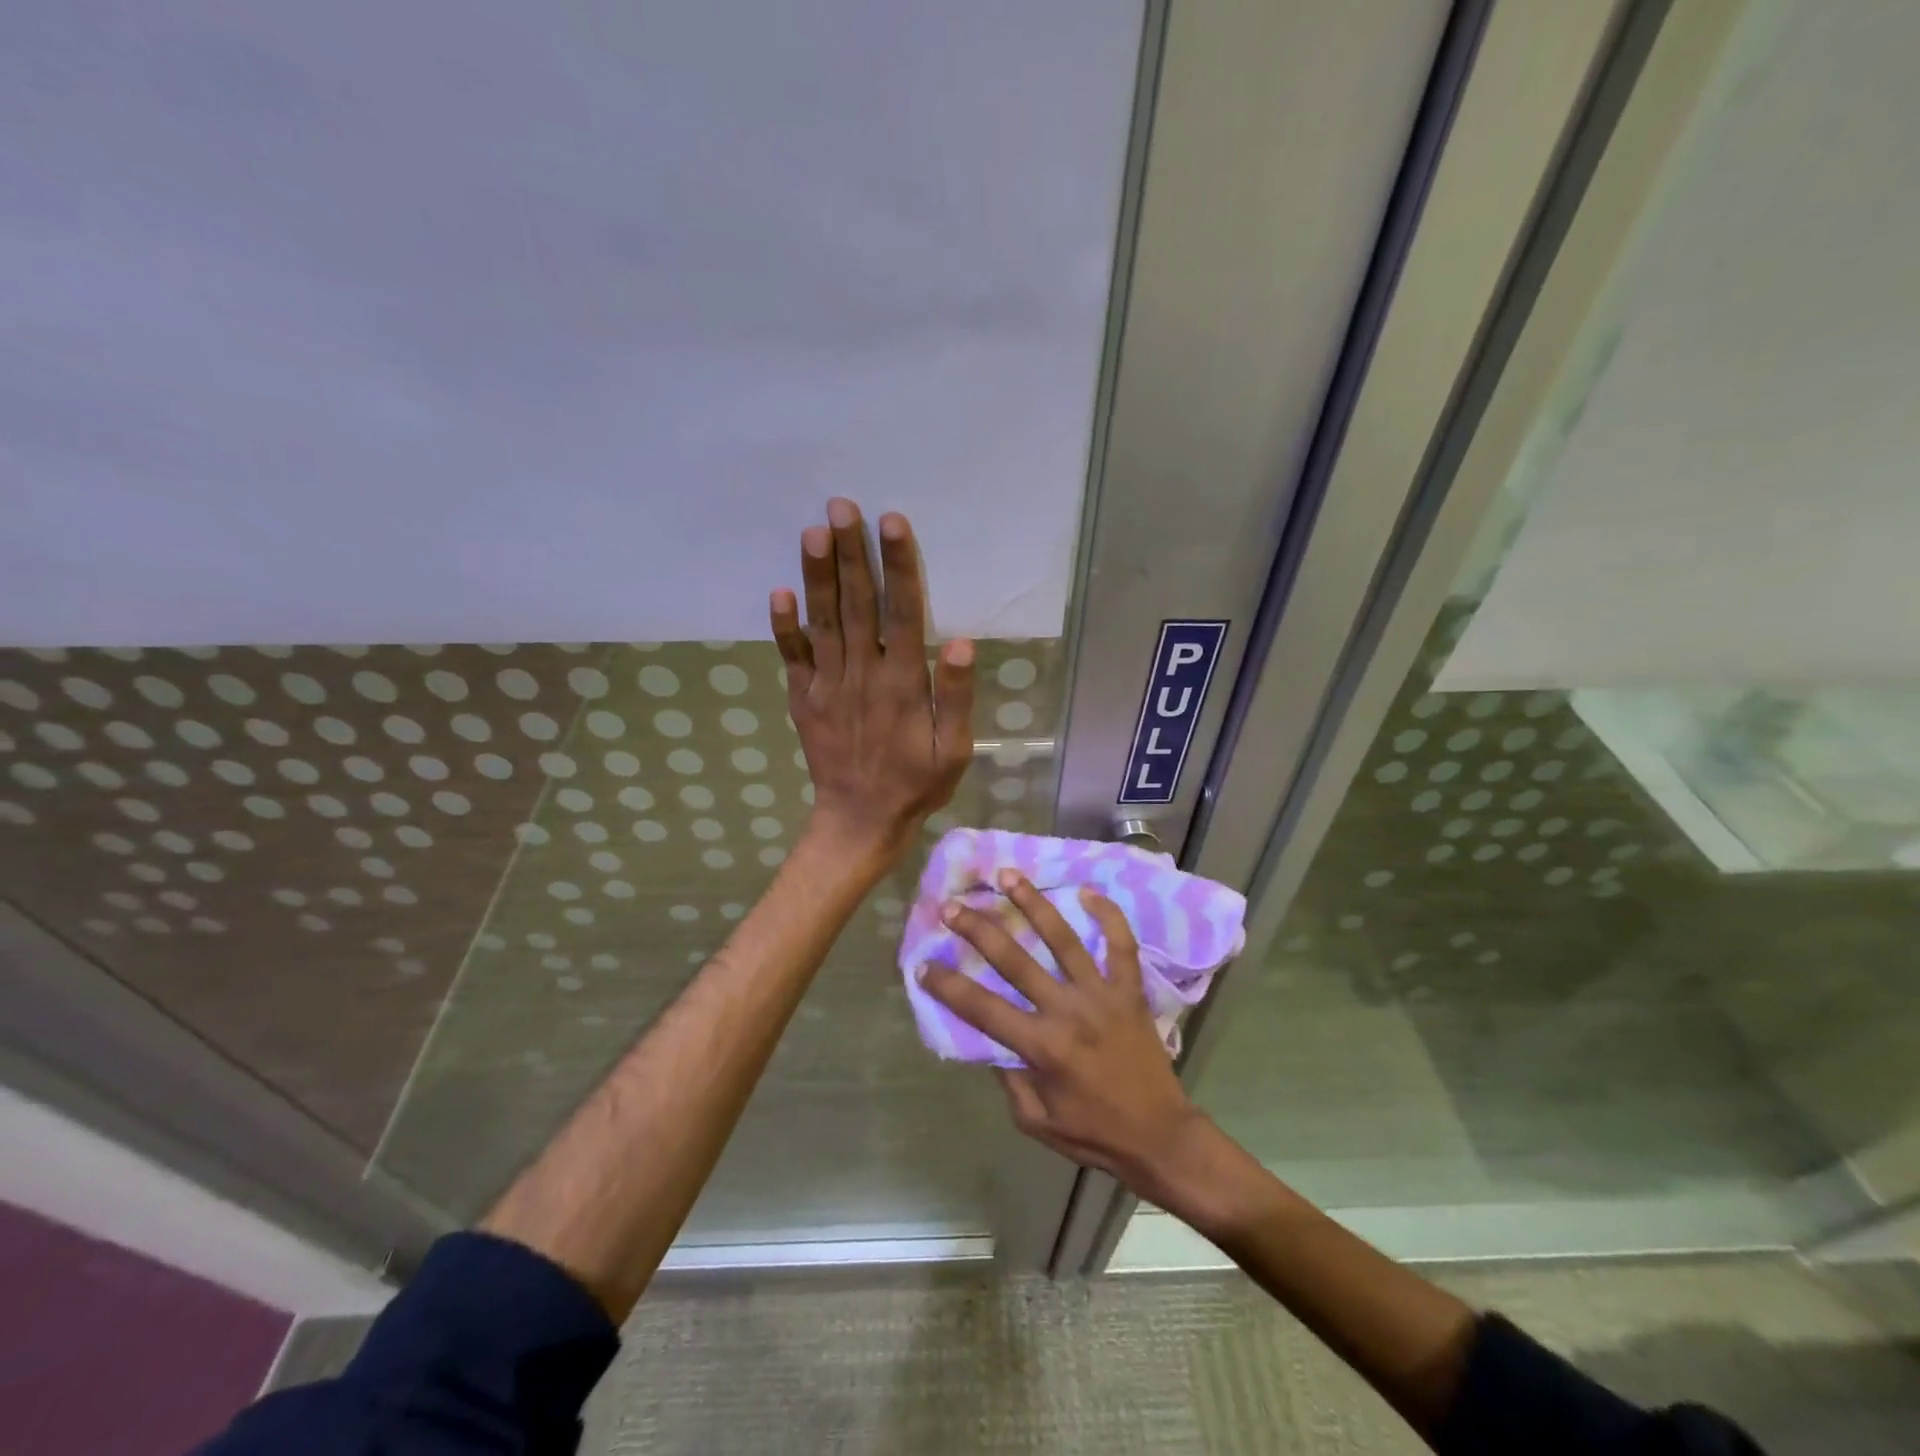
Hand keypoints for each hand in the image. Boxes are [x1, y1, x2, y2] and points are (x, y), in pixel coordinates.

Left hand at [772, 499, 973, 867]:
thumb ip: (958, 697)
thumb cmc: (916, 784)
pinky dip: (784, 626)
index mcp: (904, 684)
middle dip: (852, 554)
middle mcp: (863, 675)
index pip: (903, 613)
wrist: (859, 822)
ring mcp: (828, 686)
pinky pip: (792, 658)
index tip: (891, 524)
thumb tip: (960, 642)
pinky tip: (779, 592)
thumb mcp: (955, 750)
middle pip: (857, 605)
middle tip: (842, 506)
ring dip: (818, 575)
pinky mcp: (805, 699)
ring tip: (814, 531)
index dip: (899, 567)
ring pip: (823, 622)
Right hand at [919, 871, 1208, 1202]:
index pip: (983, 1009)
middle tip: (952, 906)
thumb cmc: (1094, 1132)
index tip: (923, 965)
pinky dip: (1108, 916)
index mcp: (1042, 1047)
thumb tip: (991, 1038)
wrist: (1160, 1136)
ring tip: (1009, 875)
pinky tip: (1087, 892)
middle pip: (1015, 961)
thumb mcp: (1035, 1121)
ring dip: (1033, 904)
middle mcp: (1068, 1011)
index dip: (949, 986)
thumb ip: (1009, 1077)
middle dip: (979, 930)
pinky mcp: (1130, 990)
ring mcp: (1102, 995)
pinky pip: (1121, 944)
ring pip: (1063, 939)